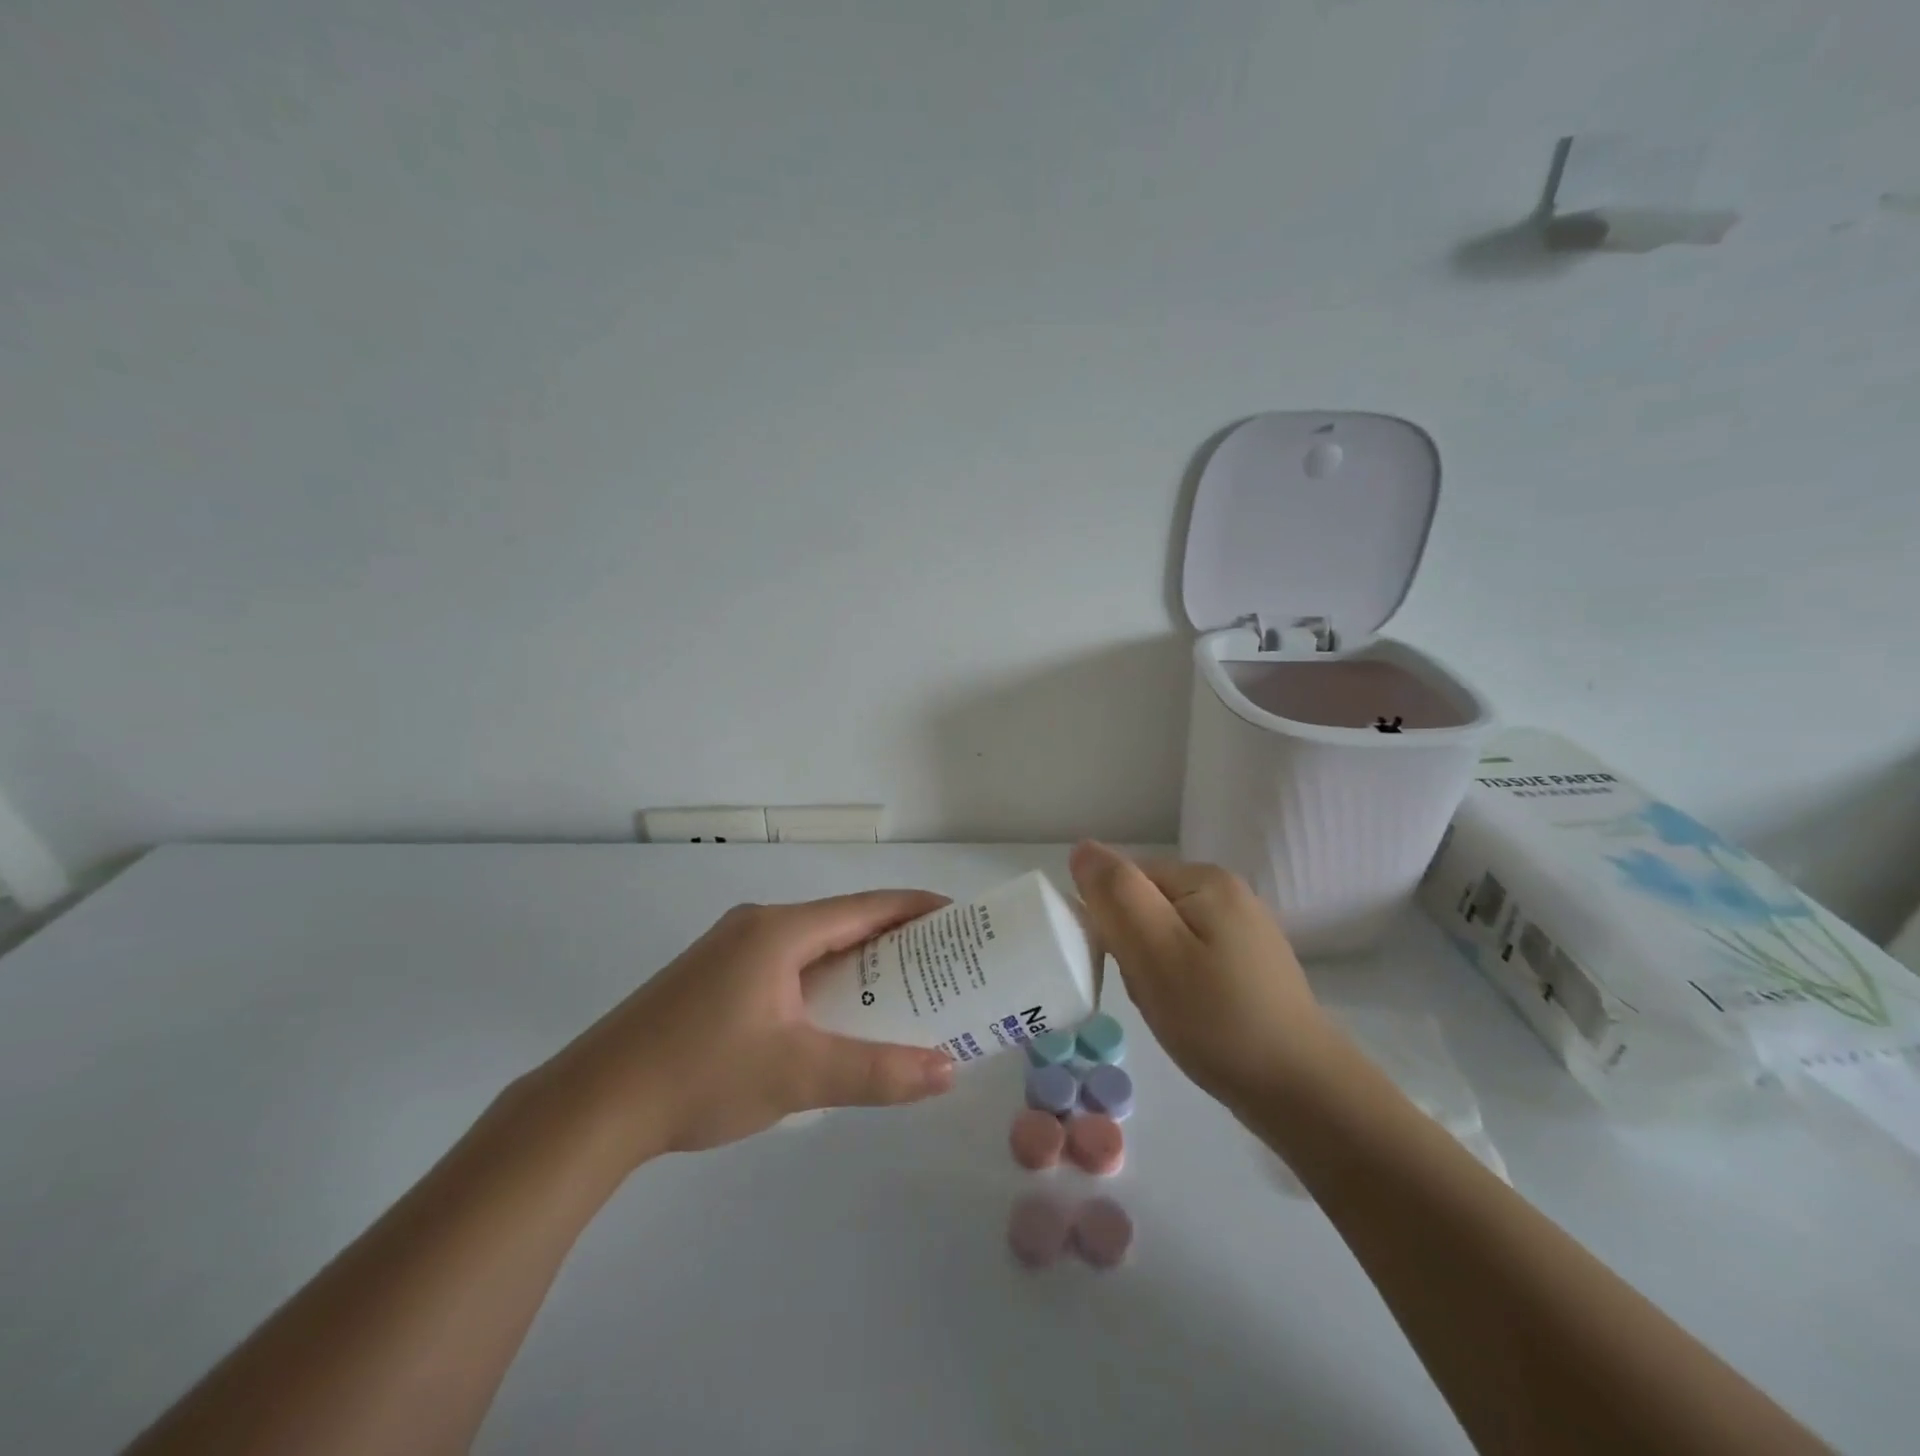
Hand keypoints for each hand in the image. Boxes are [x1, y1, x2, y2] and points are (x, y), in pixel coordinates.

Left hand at [537, 891, 956, 1162]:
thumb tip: (948, 1072)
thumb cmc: (702, 1075)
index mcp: (779, 931)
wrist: (594, 1105)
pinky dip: (822, 978)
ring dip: (856, 961)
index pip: (866, 906)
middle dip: (892, 940)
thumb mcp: (799, 1076)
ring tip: (898, 990)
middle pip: (841, 922)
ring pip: (812, 945)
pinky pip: (786, 963)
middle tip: (939, 964)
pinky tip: (833, 1013)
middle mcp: (757, 926)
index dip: (916, 909)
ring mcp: (729, 950)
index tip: (958, 919)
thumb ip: (878, 1073)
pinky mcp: (712, 978)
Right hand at [1068, 842, 1334, 1109]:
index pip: (1128, 880)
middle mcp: (1229, 894)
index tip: (1126, 966)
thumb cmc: (1217, 1018)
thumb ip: (1116, 895)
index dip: (1112, 923)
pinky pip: (1192, 960)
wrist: (1302, 1092)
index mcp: (1206, 879)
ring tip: (1170, 1010)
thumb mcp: (1154, 952)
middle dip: (1134, 949)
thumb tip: (1083, 848)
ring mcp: (1244, 932)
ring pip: (1166, 938)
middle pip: (1147, 907)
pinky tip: (1192, 1017)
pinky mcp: (1251, 967)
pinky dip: (1180, 986)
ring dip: (1154, 970)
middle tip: (1150, 993)